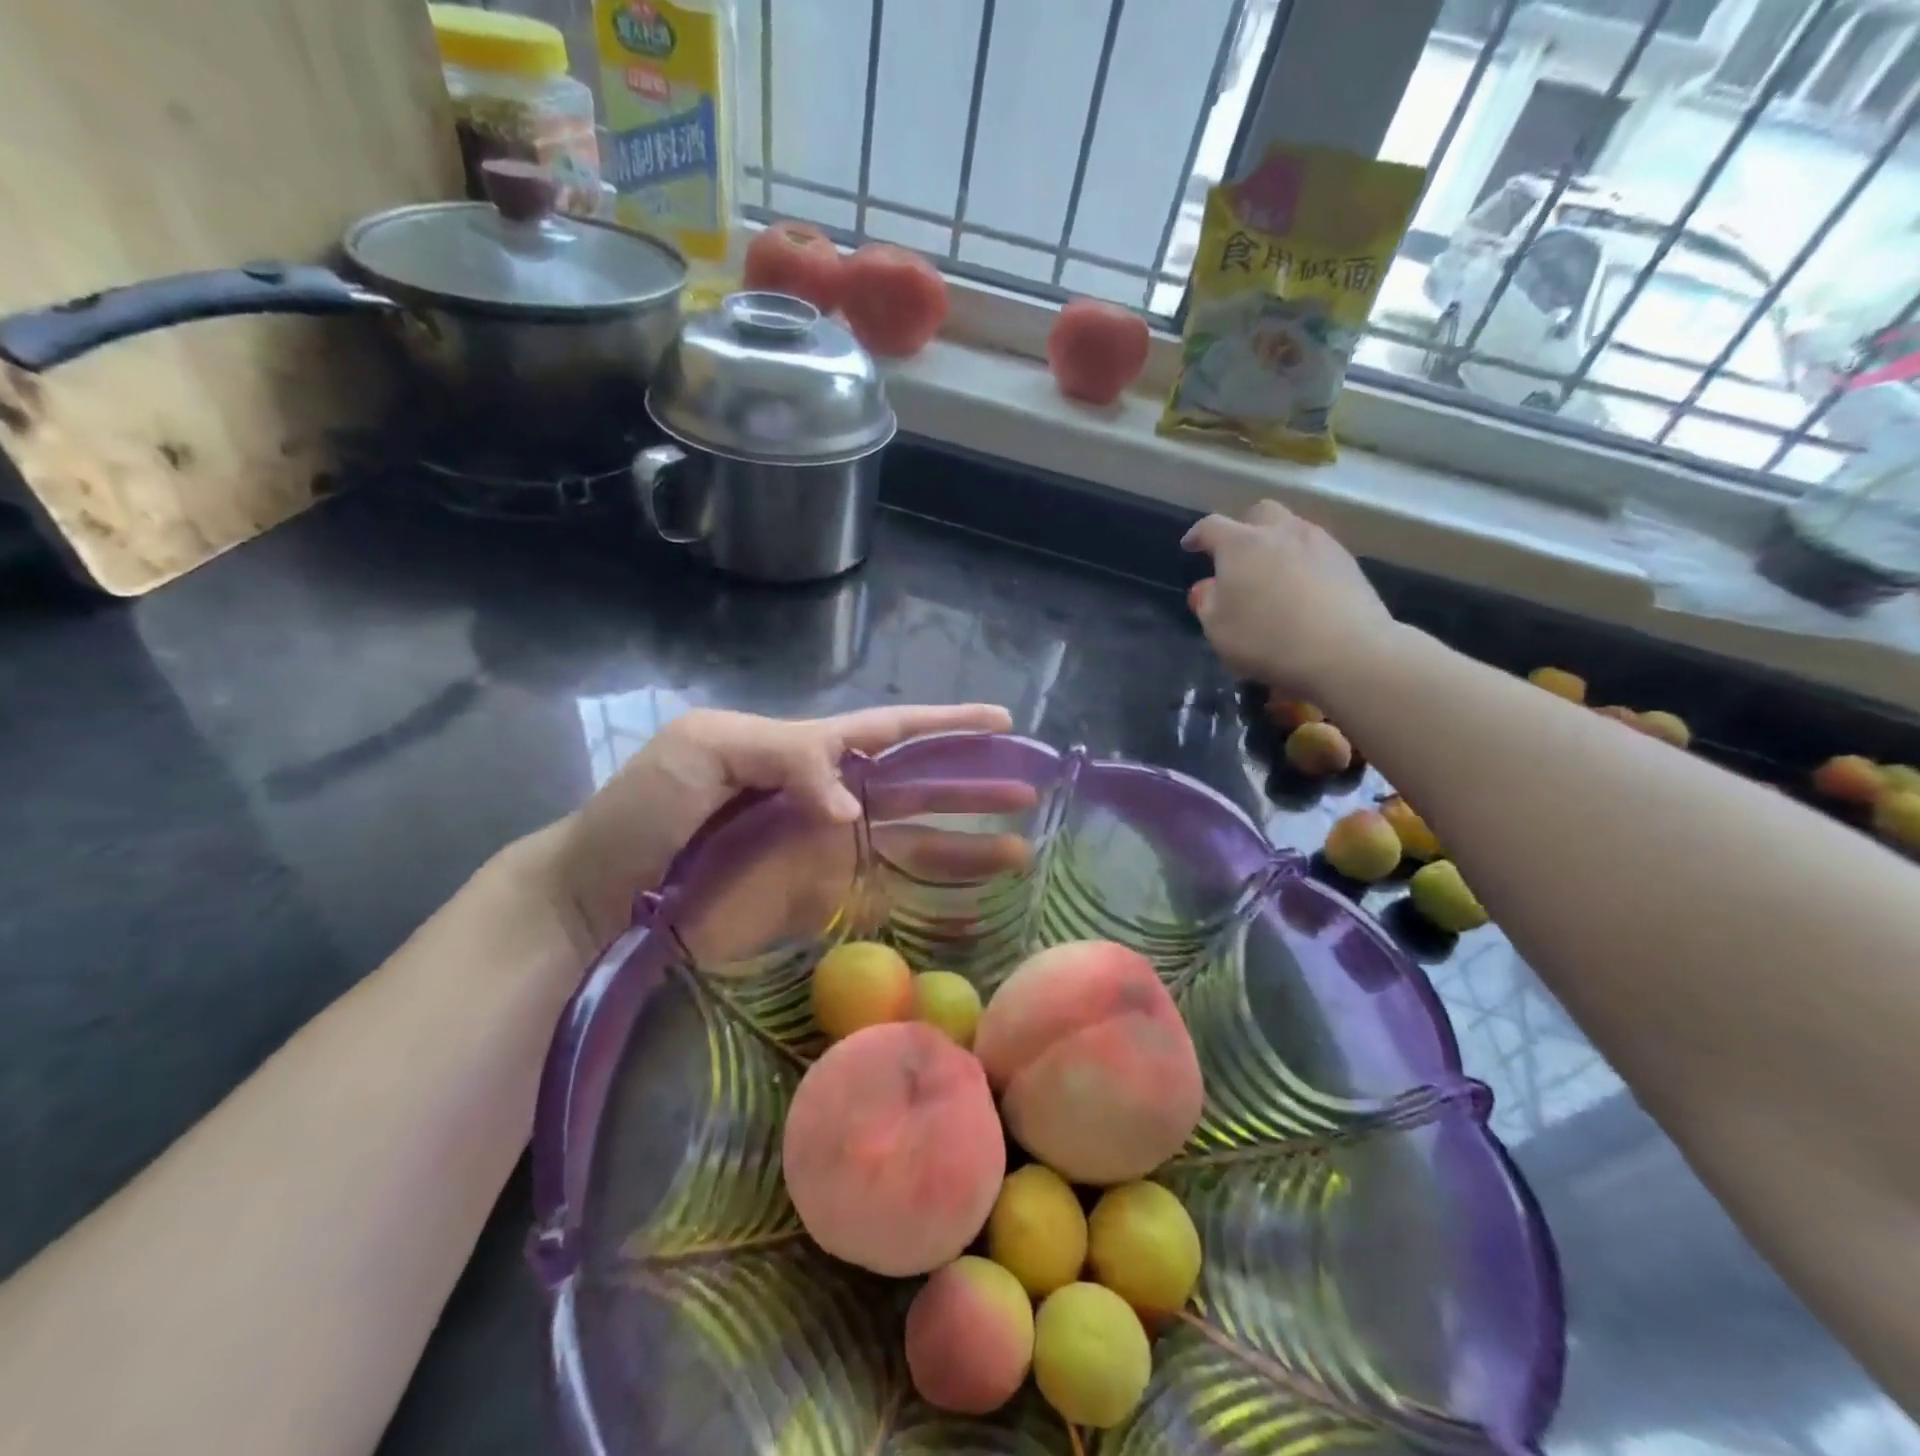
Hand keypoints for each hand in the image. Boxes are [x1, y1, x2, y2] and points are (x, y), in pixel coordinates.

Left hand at [535, 703, 1012, 956]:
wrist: (597, 901)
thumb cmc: (644, 813)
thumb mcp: (702, 748)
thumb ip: (785, 756)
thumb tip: (851, 810)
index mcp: (806, 752)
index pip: (891, 732)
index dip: (946, 726)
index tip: (1001, 723)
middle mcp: (829, 801)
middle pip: (918, 789)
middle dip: (973, 786)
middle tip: (1029, 791)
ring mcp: (827, 856)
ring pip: (914, 845)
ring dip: (966, 846)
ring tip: (1019, 850)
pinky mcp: (819, 906)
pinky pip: (885, 899)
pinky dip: (929, 902)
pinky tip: (968, 905)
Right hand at [1182, 500, 1396, 700]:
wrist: (1346, 651)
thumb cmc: (1267, 640)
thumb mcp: (1219, 630)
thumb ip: (1208, 604)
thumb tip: (1208, 587)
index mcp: (1240, 545)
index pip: (1211, 527)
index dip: (1197, 535)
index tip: (1190, 545)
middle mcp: (1280, 532)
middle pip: (1260, 513)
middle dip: (1245, 527)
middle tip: (1238, 554)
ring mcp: (1319, 543)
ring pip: (1293, 529)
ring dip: (1278, 544)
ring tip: (1273, 574)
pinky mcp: (1348, 562)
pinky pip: (1317, 551)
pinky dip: (1304, 562)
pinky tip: (1303, 590)